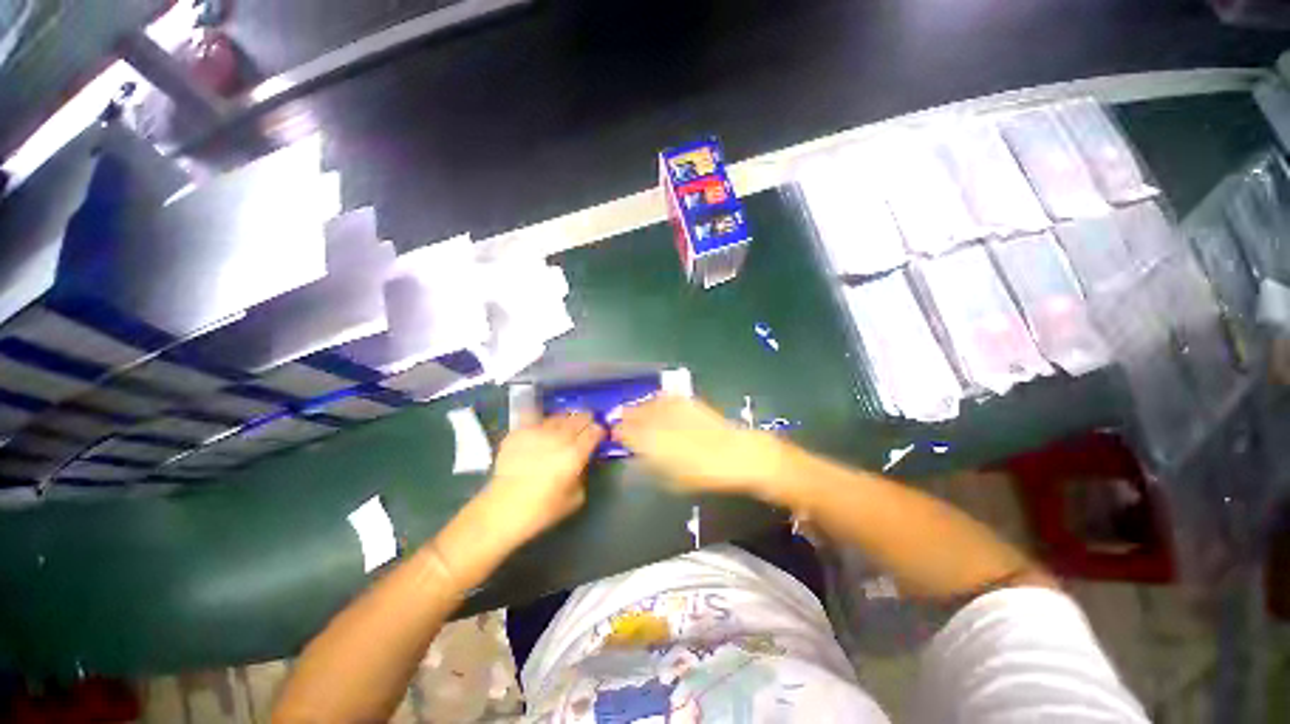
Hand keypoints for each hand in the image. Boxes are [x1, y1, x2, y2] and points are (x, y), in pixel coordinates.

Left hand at [476, 412, 605, 548]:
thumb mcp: (576, 497)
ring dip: (566, 420)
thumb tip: (584, 460)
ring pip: (560, 415)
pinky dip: (543, 423)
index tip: (600, 436)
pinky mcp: (519, 431)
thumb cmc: (542, 509)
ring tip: (564, 429)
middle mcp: (559, 437)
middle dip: (586, 421)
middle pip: (580, 416)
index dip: (600, 431)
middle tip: (585, 429)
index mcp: (575, 453)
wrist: (502, 510)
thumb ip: (584, 474)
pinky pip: (536, 419)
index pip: (596, 430)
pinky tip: (541, 433)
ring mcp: (537, 431)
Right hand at [612, 397, 791, 503]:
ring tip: (635, 409)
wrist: (737, 455)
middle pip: (635, 415)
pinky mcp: (688, 402)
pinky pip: (666, 397)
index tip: (615, 433)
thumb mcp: (673, 479)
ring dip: (639, 407)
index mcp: (653, 444)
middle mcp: (659, 423)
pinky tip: (656, 401)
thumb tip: (639, 455)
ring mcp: (674, 410)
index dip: (619, 432)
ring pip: (649, 404)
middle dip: (626, 417)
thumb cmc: (705, 474)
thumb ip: (652, 465)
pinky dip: (658, 399)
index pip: (627, 433)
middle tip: (620, 419)